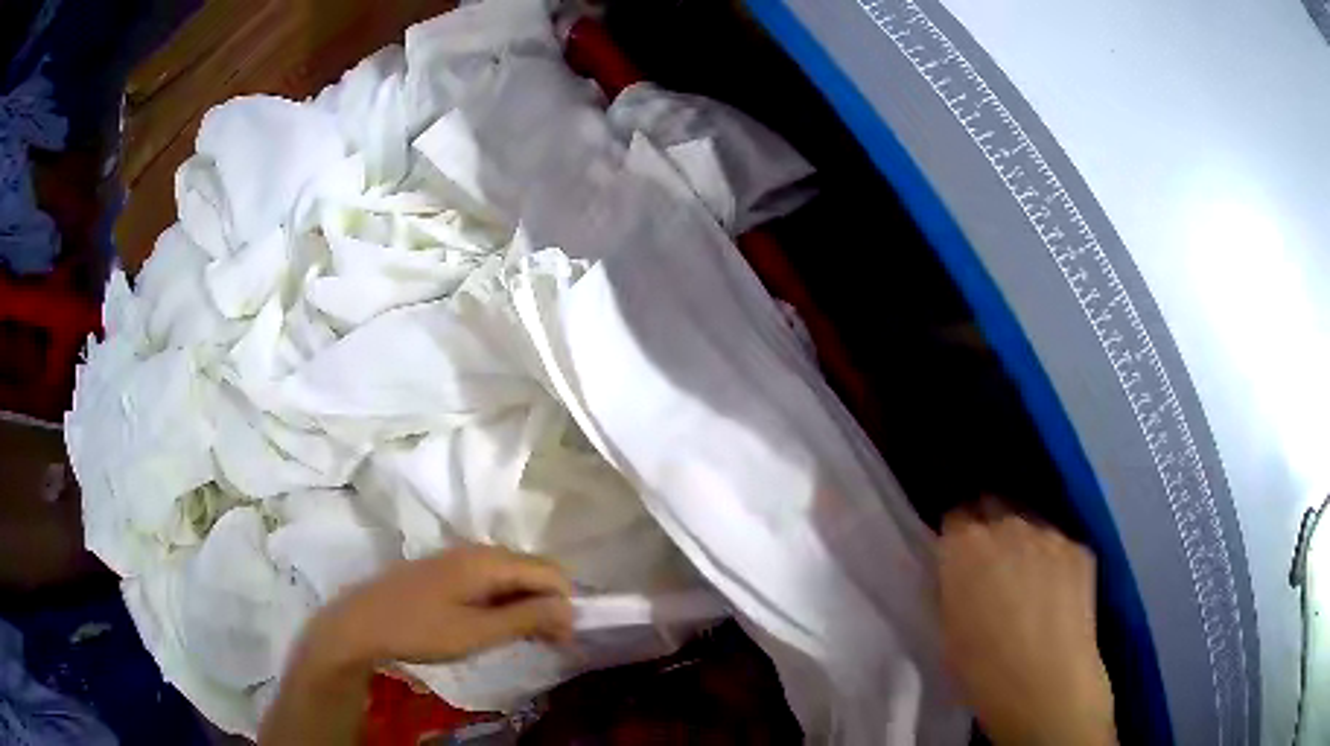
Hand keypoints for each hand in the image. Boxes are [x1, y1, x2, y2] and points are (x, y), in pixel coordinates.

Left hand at [261, 546, 572, 745]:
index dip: (565, 604)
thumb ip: (526, 618)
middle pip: (533, 570)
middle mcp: (478, 550)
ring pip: (512, 575)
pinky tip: (498, 626)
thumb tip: (570, 608)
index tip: (563, 640)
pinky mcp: (447, 570)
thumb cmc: (420, 629)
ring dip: (528, 604)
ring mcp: (460, 558)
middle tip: (550, 643)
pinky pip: (491, 579)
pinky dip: (505, 602)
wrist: (361, 623)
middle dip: (549, 604)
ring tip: (528, 639)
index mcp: (488, 561)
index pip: (550, 572)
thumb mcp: (477, 632)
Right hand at [939, 499, 1115, 745]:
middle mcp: (1008, 525)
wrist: (1047, 685)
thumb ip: (953, 587)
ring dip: (1024, 542)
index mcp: (965, 546)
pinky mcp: (1080, 548)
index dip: (956, 536)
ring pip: (1030, 523)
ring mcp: (1050, 533)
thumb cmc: (981, 671)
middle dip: (990, 527)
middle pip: (994, 506)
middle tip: (991, 564)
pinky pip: (1060, 545)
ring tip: (1029, 579)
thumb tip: (961, 575)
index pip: (955, 516)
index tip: (957, 558)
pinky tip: (1056, 593)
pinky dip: (1054, 560)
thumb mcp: (948, 628)